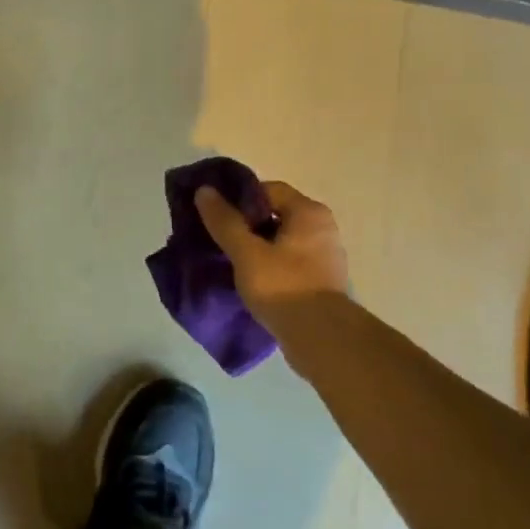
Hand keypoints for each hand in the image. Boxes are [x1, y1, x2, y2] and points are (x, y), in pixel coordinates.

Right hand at [194, 179, 349, 326]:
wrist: (321, 339)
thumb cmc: (283, 286)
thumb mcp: (246, 252)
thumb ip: (225, 221)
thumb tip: (204, 191)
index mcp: (309, 212)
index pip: (268, 190)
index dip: (239, 198)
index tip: (216, 214)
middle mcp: (322, 228)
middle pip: (275, 214)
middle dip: (246, 224)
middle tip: (218, 237)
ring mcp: (325, 256)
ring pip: (281, 241)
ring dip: (256, 247)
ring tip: (229, 260)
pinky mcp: (321, 281)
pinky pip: (289, 263)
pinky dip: (269, 266)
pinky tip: (250, 279)